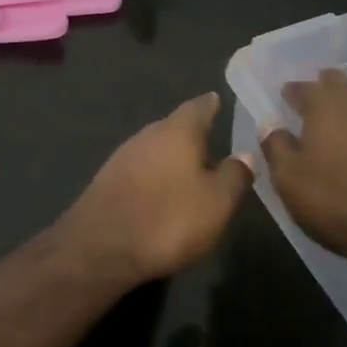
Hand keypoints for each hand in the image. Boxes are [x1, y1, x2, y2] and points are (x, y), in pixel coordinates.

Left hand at [60, 93, 251, 284]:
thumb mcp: (217, 202)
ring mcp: (122, 156)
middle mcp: (147, 134)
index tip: (217, 99)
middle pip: (173, 126)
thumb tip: (245, 154)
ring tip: (189, 167)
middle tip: (210, 139)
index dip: (210, 104)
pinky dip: (154, 174)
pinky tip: (161, 190)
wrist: (100, 247)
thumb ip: (234, 175)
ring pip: (154, 147)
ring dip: (171, 155)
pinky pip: (139, 169)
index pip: (198, 107)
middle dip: (191, 132)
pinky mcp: (107, 181)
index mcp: (177, 131)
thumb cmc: (168, 218)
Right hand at [260, 69, 346, 271]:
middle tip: (312, 104)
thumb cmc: (338, 202)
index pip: (302, 87)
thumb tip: (271, 126)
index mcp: (325, 103)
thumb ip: (276, 147)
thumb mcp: (290, 180)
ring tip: (339, 123)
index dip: (291, 93)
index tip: (285, 101)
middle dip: (324, 88)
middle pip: (339, 83)